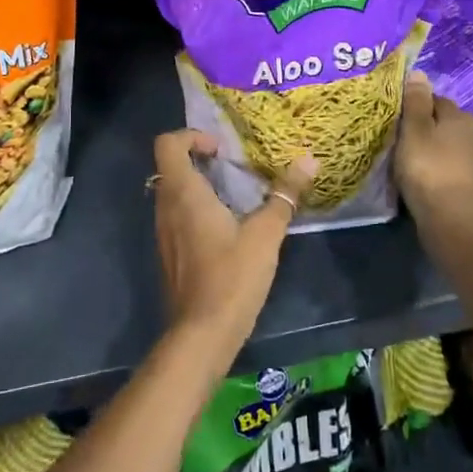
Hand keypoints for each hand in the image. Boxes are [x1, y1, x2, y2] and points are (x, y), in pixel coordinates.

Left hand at [151, 130, 316, 354]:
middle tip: (234, 167)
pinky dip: (196, 209)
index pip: (168, 144)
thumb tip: (309, 161)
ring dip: (199, 185)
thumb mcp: (266, 234)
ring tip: (236, 195)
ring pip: (173, 192)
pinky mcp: (169, 252)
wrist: (202, 334)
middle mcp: (165, 206)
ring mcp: (163, 231)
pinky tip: (227, 227)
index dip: (191, 137)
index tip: (221, 150)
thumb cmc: (232, 277)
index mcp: (183, 193)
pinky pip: (176, 215)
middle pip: (170, 165)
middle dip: (200, 159)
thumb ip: (284, 195)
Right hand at [393, 71, 472, 229]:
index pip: (436, 100)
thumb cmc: (428, 169)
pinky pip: (457, 168)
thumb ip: (416, 102)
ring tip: (416, 163)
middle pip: (447, 123)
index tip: (398, 120)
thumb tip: (419, 72)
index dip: (416, 107)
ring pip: (453, 146)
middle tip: (404, 142)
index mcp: (460, 116)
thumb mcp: (414, 131)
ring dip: (438, 150)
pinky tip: (431, 180)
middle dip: (429, 128)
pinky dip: (445, 170)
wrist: (455, 220)